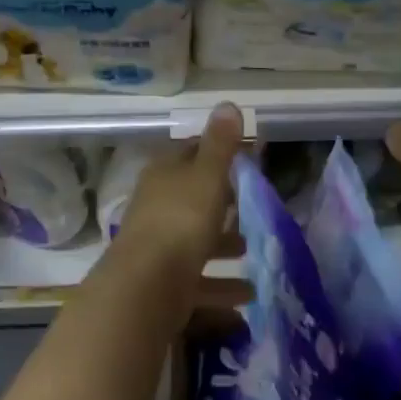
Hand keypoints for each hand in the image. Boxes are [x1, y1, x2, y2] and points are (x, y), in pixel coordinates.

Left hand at [113, 104, 243, 277]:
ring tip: (253, 251)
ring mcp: (156, 244)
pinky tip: (247, 296)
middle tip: (252, 209)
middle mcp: (156, 204)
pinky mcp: (162, 281)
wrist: (146, 286)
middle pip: (192, 198)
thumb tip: (227, 103)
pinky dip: (221, 286)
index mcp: (164, 173)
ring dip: (224, 245)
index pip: (190, 152)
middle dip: (222, 203)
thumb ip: (220, 144)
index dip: (217, 153)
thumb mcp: (207, 176)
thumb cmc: (181, 220)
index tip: (245, 160)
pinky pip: (197, 279)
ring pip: (195, 239)